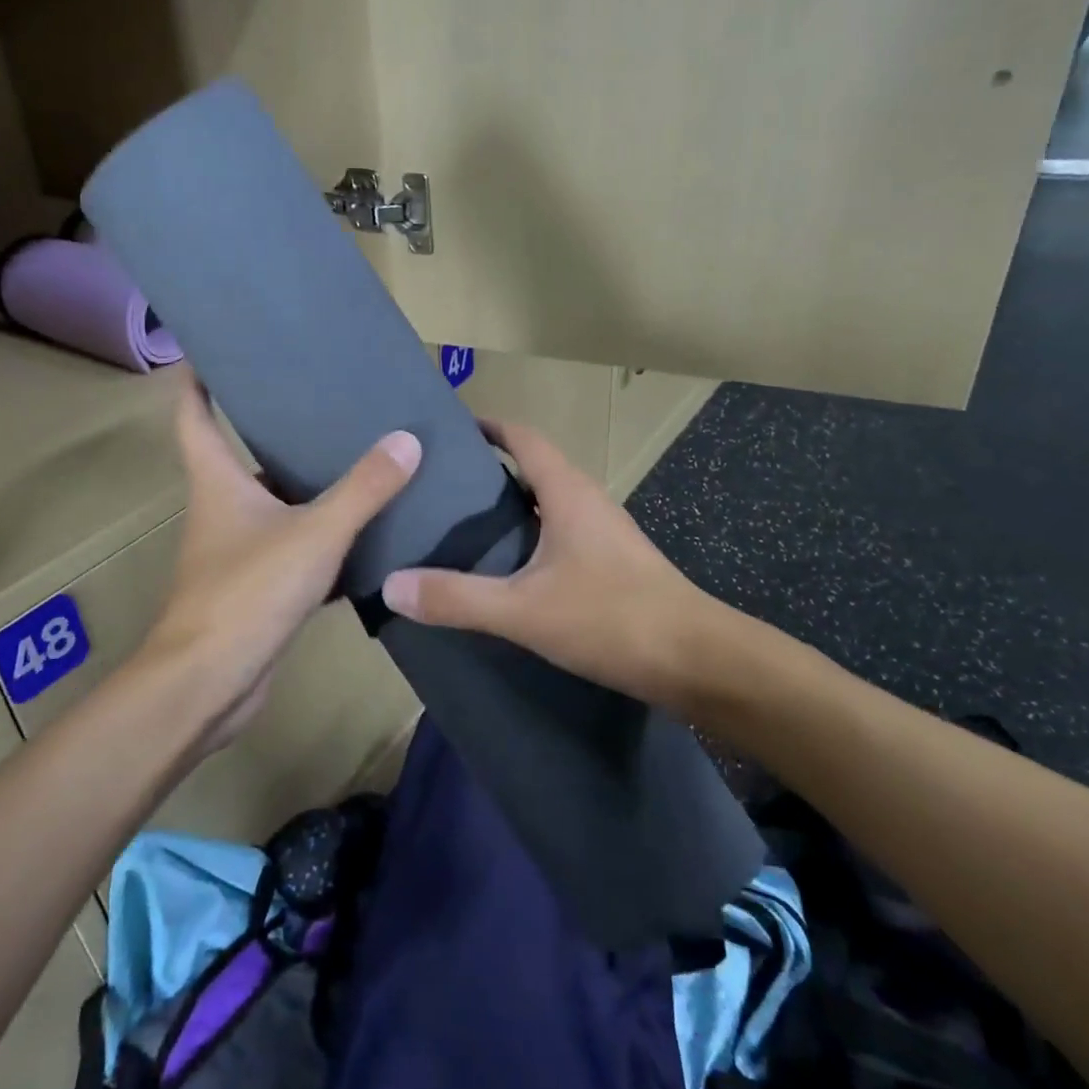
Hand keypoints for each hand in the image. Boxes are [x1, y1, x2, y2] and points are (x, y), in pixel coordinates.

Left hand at [140, 369, 420, 753]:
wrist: (211, 683)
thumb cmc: (249, 592)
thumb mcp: (316, 533)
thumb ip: (363, 488)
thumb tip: (407, 439)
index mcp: (218, 481)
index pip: (194, 414)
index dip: (199, 378)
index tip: (218, 349)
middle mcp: (222, 509)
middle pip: (244, 456)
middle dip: (277, 429)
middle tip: (328, 402)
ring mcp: (238, 551)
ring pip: (276, 505)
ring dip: (308, 487)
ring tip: (359, 459)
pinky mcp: (258, 588)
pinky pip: (295, 548)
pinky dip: (324, 538)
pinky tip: (364, 533)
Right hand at [380, 420, 707, 707]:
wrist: (698, 661)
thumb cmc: (612, 618)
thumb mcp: (523, 610)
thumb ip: (457, 598)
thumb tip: (391, 586)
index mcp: (567, 492)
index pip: (523, 438)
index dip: (487, 427)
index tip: (447, 430)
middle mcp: (587, 501)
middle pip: (533, 468)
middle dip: (487, 470)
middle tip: (438, 486)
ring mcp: (604, 534)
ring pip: (547, 504)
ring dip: (509, 507)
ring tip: (461, 527)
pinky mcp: (612, 566)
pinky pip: (559, 535)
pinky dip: (528, 538)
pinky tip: (506, 571)